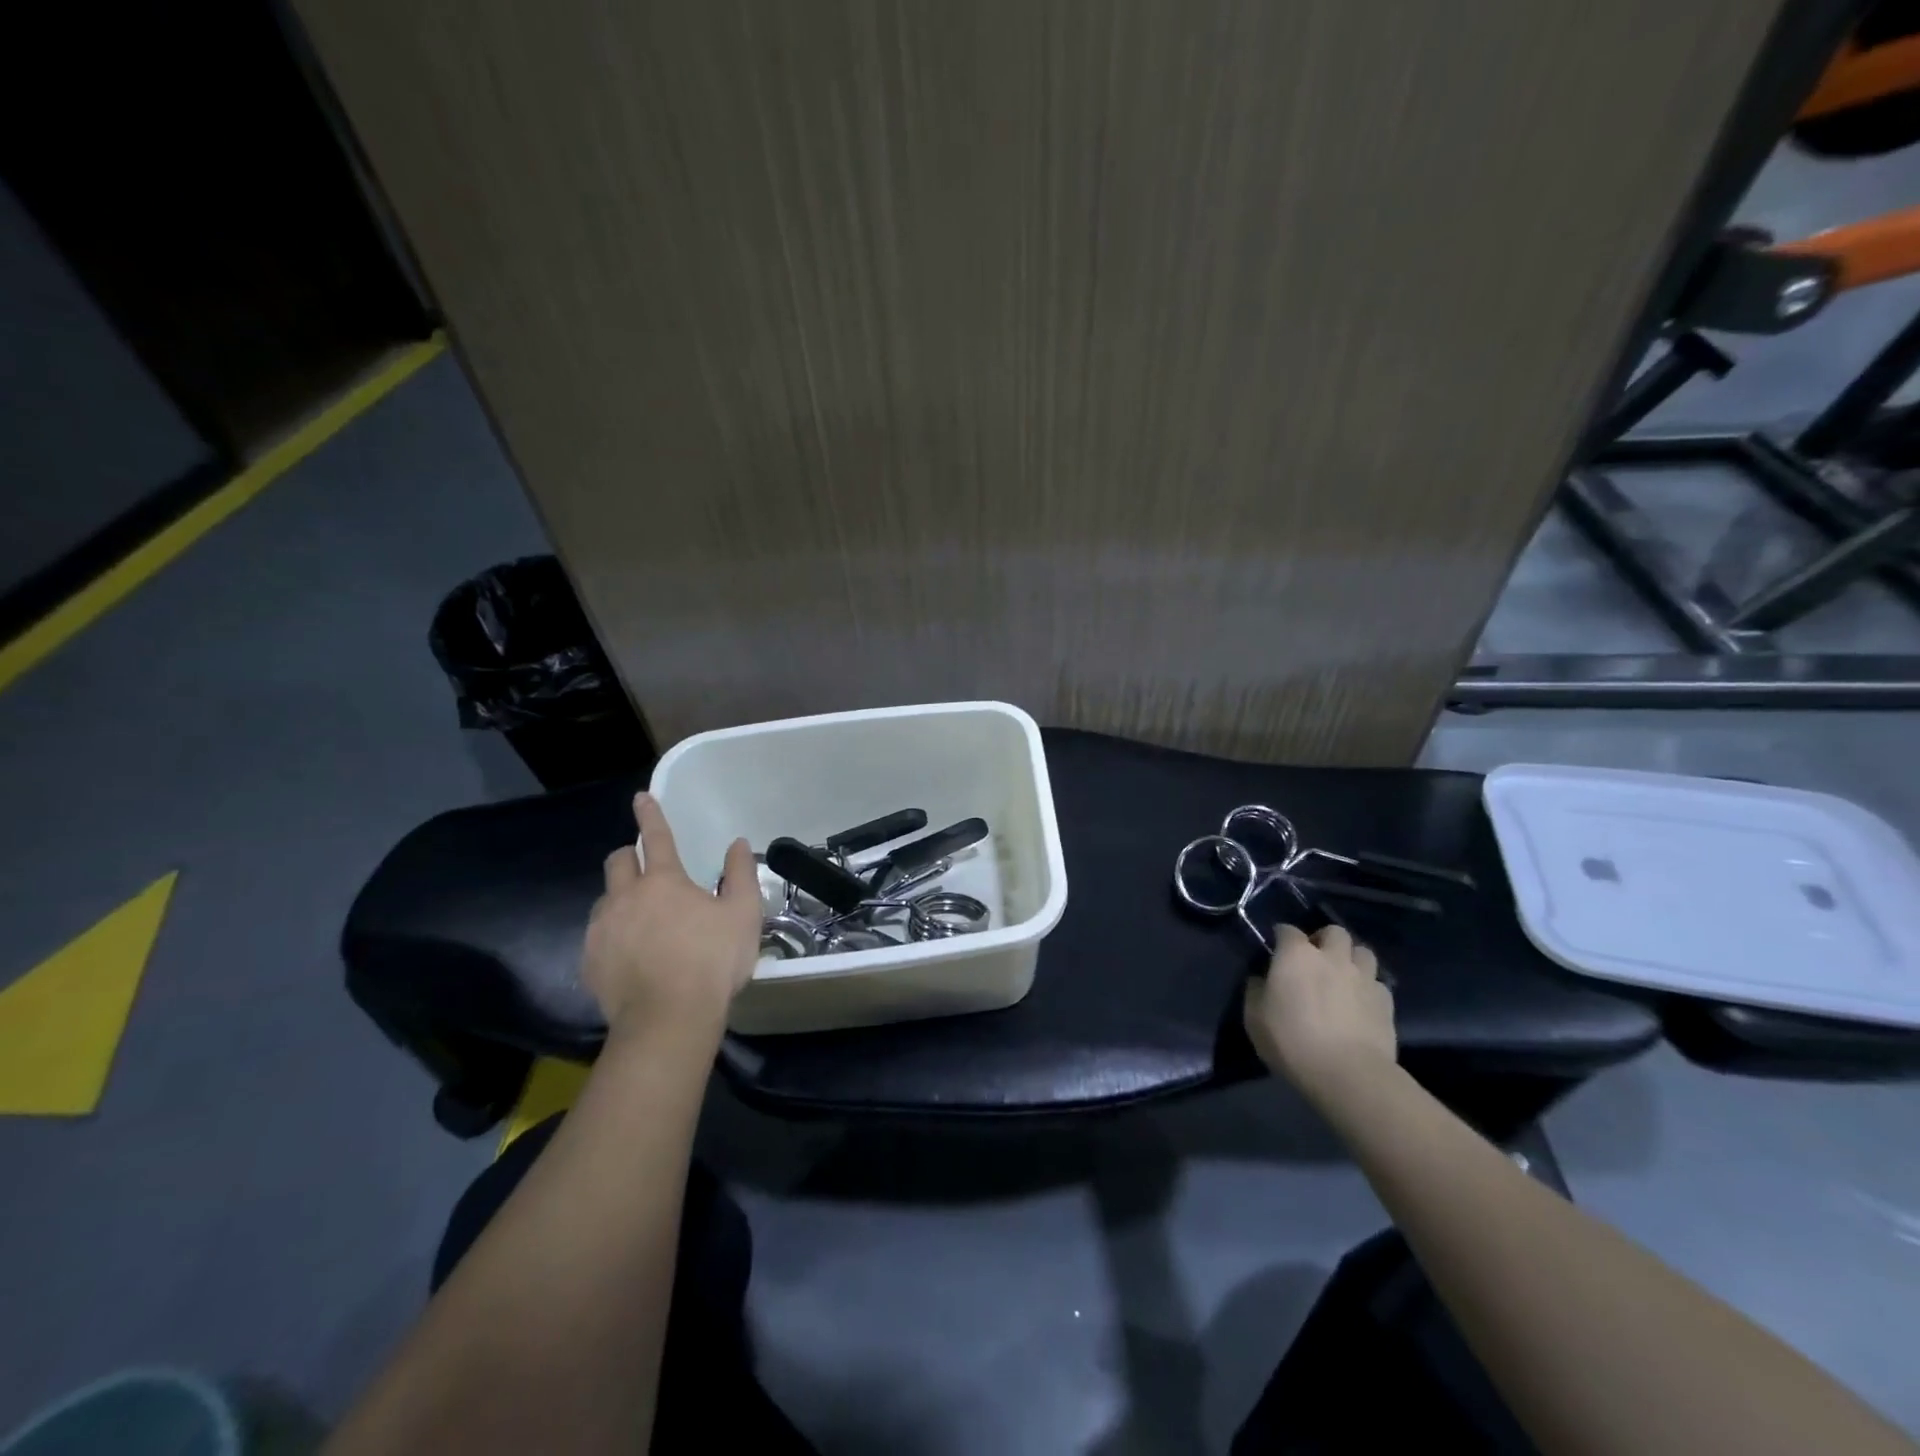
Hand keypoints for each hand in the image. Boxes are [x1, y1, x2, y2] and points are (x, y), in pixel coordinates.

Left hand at [583, 793, 761, 1033]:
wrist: (668, 1020)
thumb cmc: (712, 961)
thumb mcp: (743, 915)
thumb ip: (741, 875)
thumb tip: (737, 844)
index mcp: (663, 881)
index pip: (656, 837)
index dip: (650, 814)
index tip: (642, 796)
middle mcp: (625, 897)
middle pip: (617, 861)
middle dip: (629, 857)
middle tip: (647, 870)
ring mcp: (602, 930)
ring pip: (604, 899)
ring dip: (620, 898)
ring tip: (642, 921)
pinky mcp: (589, 961)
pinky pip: (596, 936)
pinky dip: (612, 935)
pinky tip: (630, 956)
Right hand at [1243, 923, 1397, 1106]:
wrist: (1348, 1074)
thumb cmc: (1292, 1042)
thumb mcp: (1254, 1018)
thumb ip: (1256, 991)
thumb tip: (1262, 980)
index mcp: (1296, 955)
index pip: (1287, 930)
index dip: (1281, 937)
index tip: (1277, 950)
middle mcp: (1332, 957)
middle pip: (1334, 932)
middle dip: (1325, 940)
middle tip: (1316, 960)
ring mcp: (1363, 977)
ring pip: (1363, 952)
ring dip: (1352, 959)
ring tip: (1343, 977)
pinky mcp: (1386, 1002)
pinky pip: (1378, 983)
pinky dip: (1368, 987)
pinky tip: (1361, 1003)